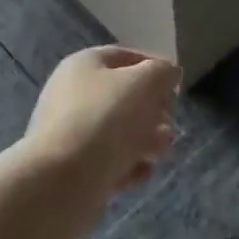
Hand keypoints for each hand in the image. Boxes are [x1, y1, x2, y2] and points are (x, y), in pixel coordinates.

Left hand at [21, 46, 181, 196]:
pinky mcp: (73, 167)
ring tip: (160, 154)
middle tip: (169, 126)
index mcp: (83, 65)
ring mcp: (70, 132)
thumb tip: (168, 74)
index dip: (154, 68)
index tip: (176, 88)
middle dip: (153, 111)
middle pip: (124, 96)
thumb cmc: (105, 120)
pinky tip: (139, 173)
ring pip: (119, 131)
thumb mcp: (143, 83)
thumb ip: (162, 72)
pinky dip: (128, 165)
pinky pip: (108, 160)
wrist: (61, 181)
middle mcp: (73, 93)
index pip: (126, 57)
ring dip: (146, 140)